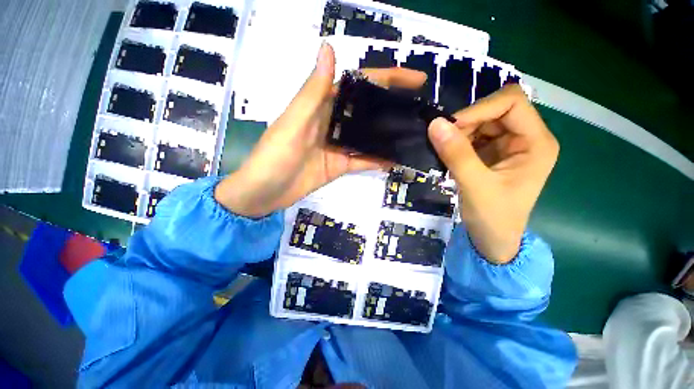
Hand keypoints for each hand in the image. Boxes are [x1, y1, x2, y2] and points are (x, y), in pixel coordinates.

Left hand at [215, 43, 426, 217]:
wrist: (265, 193)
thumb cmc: (274, 156)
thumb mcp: (294, 122)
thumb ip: (313, 91)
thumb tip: (329, 48)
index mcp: (321, 106)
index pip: (358, 85)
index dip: (386, 78)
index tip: (414, 79)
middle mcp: (332, 123)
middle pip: (367, 110)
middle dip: (392, 107)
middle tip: (419, 109)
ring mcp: (337, 146)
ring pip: (367, 136)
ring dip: (387, 135)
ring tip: (413, 133)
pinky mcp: (339, 165)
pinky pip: (362, 160)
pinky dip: (377, 160)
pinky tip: (395, 159)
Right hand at [428, 85, 558, 263]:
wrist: (492, 240)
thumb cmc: (493, 218)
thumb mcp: (475, 186)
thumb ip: (456, 154)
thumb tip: (434, 123)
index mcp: (536, 142)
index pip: (511, 102)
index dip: (480, 109)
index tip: (451, 128)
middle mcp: (525, 138)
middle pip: (494, 110)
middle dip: (466, 123)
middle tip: (444, 144)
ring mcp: (507, 145)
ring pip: (480, 122)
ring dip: (459, 133)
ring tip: (446, 154)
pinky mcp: (491, 154)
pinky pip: (472, 136)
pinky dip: (457, 142)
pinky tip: (449, 156)